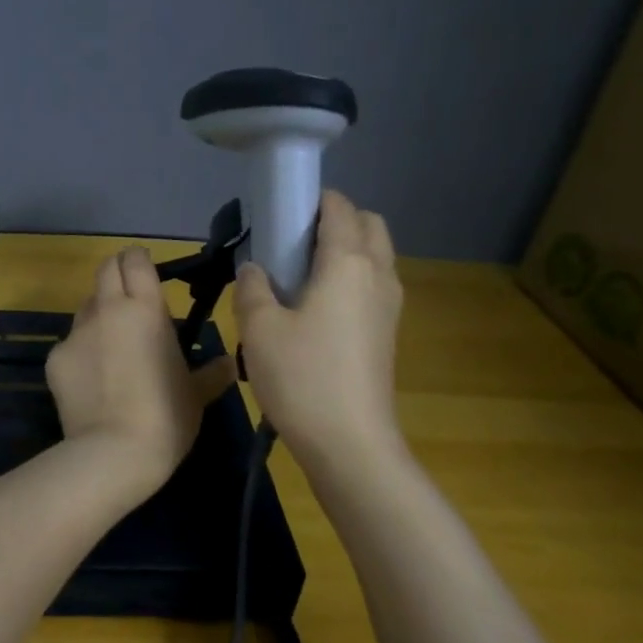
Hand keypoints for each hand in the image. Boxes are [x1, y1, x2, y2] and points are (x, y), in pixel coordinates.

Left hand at [47, 247, 237, 494]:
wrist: (113, 452)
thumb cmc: (166, 418)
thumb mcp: (196, 395)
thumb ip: (212, 373)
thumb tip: (230, 363)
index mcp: (146, 309)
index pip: (135, 260)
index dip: (138, 259)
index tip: (145, 270)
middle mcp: (107, 310)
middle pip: (105, 270)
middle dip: (116, 274)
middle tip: (130, 297)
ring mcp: (76, 333)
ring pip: (86, 308)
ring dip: (99, 315)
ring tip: (112, 346)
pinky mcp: (54, 359)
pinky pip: (70, 344)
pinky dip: (81, 353)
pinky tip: (92, 381)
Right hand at [233, 189, 403, 466]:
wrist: (350, 443)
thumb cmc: (302, 378)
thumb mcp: (260, 329)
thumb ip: (253, 288)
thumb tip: (254, 268)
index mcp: (348, 263)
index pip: (340, 208)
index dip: (312, 200)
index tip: (280, 209)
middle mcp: (378, 275)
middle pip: (369, 225)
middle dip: (337, 220)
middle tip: (293, 242)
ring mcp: (389, 306)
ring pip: (375, 257)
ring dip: (346, 250)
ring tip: (299, 276)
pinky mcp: (387, 333)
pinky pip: (372, 286)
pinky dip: (350, 279)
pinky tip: (314, 309)